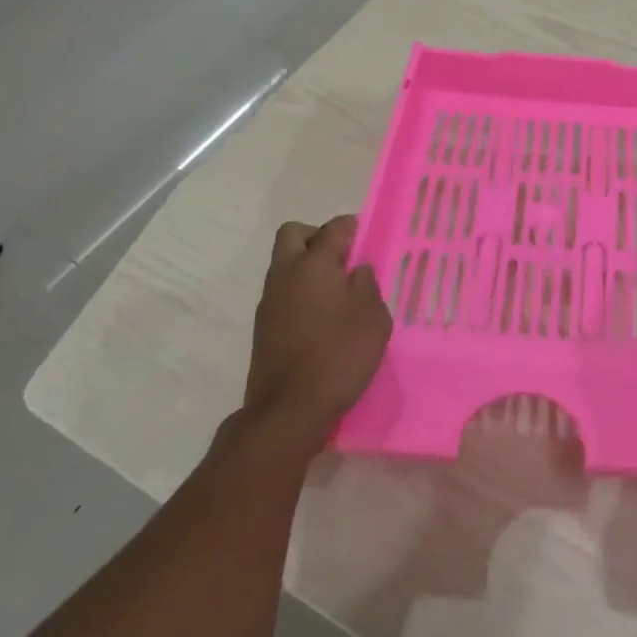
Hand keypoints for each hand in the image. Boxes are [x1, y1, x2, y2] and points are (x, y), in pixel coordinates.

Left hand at [245, 215, 390, 448]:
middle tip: (343, 257)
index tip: (366, 234)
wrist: (289, 410)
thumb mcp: (372, 316)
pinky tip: (323, 316)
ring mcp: (270, 301)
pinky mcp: (264, 327)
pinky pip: (283, 292)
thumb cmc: (340, 354)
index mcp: (313, 264)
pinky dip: (301, 292)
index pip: (333, 229)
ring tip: (338, 290)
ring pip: (285, 264)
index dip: (352, 226)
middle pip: (293, 234)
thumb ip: (367, 284)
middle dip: (317, 236)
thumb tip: (356, 270)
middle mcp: (285, 274)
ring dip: (307, 266)